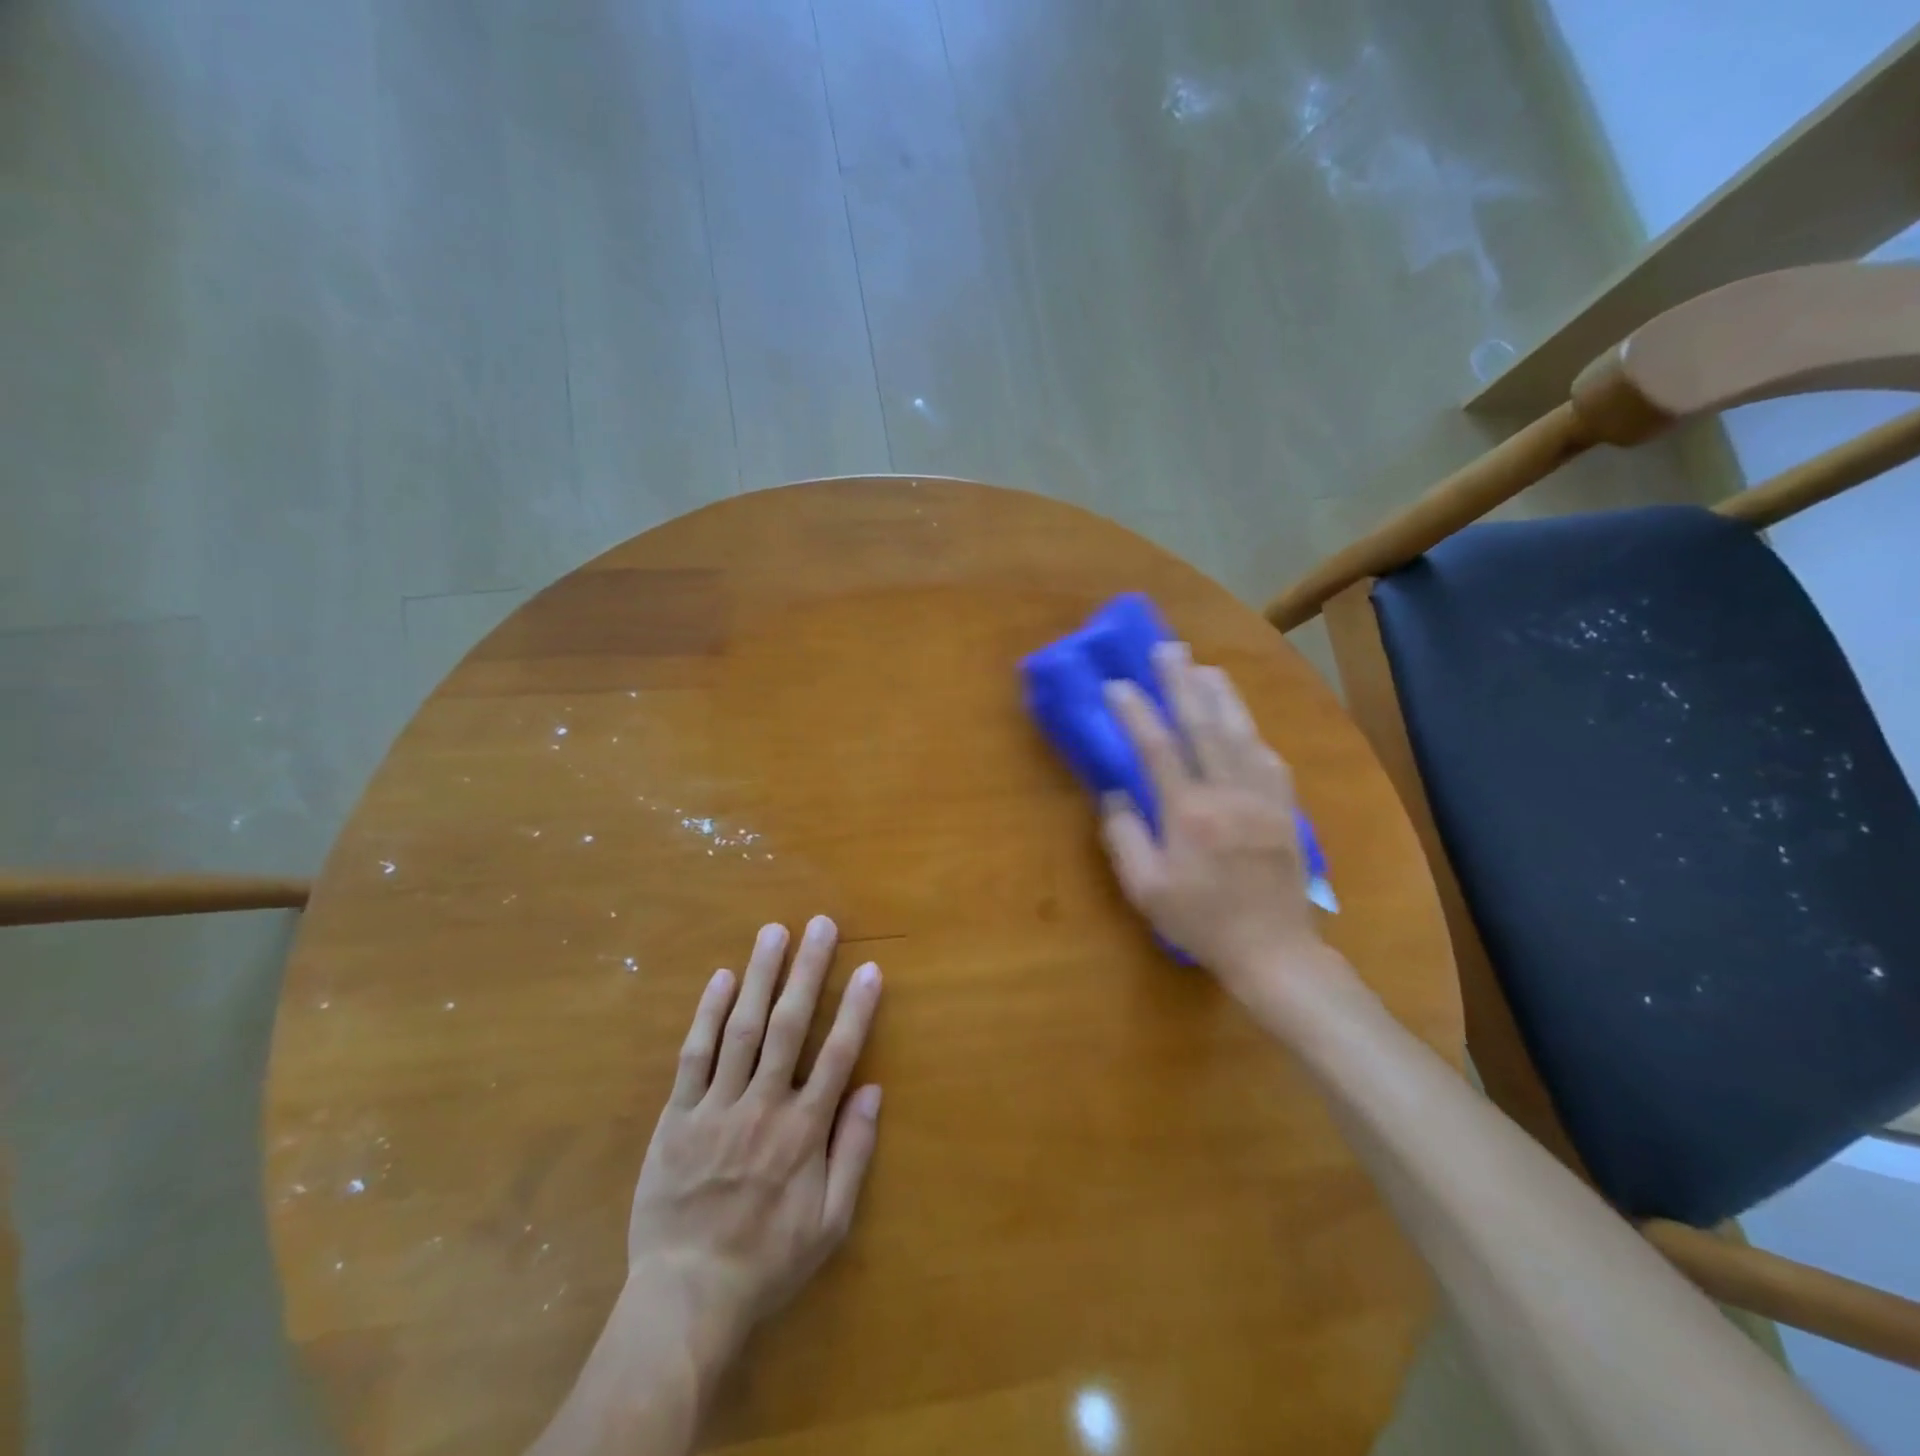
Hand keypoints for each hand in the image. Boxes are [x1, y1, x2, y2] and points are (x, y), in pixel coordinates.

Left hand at [625, 916, 883, 1360]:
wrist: (686, 1298)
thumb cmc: (767, 1260)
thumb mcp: (830, 1223)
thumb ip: (853, 1152)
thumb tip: (872, 1089)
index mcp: (803, 1131)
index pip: (838, 1055)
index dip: (856, 1008)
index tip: (869, 969)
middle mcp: (763, 1106)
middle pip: (790, 1026)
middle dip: (808, 971)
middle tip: (820, 924)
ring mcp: (716, 1108)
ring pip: (742, 1028)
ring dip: (760, 976)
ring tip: (773, 932)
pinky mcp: (677, 1117)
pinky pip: (694, 1056)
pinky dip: (707, 1014)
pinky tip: (722, 978)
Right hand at [1100, 642, 1340, 1004]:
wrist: (1273, 951)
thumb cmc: (1200, 922)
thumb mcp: (1145, 890)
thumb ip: (1124, 838)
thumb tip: (1116, 794)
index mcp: (1189, 815)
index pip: (1158, 748)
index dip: (1136, 712)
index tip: (1116, 684)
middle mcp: (1228, 794)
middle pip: (1204, 725)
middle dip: (1182, 683)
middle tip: (1167, 648)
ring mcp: (1263, 798)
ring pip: (1241, 732)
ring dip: (1221, 695)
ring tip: (1203, 666)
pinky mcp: (1285, 808)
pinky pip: (1268, 756)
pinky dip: (1250, 730)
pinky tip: (1241, 720)